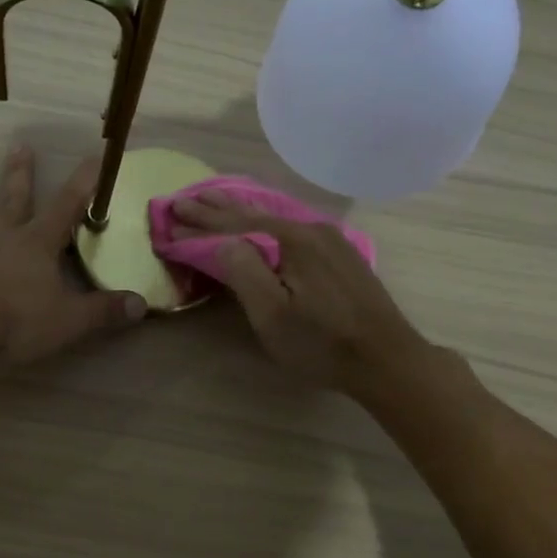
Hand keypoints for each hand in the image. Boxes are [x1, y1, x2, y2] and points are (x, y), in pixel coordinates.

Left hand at [0, 147, 145, 363]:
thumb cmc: (19, 322)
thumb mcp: (71, 320)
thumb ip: (105, 311)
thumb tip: (141, 304)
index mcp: (37, 246)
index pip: (66, 208)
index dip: (83, 184)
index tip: (94, 158)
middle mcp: (3, 242)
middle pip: (15, 202)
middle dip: (20, 175)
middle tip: (19, 145)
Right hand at [171, 189, 430, 393]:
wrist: (386, 359)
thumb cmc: (322, 343)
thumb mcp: (273, 315)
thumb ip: (244, 271)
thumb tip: (222, 240)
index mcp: (291, 240)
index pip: (234, 225)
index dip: (200, 222)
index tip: (170, 213)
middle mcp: (311, 229)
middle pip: (254, 214)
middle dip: (216, 207)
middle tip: (184, 198)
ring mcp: (330, 240)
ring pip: (274, 217)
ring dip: (240, 210)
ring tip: (215, 199)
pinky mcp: (340, 254)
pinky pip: (291, 226)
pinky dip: (264, 220)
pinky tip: (261, 218)